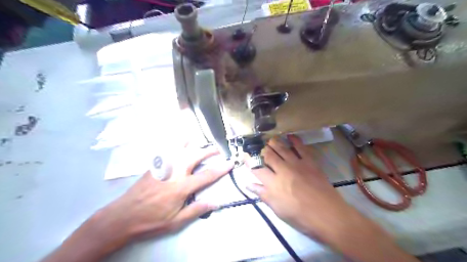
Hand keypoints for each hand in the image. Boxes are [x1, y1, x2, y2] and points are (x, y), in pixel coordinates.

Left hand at [97, 145, 233, 247]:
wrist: (123, 216)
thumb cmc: (152, 220)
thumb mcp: (176, 221)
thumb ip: (196, 210)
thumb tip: (215, 203)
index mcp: (182, 187)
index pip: (207, 175)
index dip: (221, 169)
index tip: (230, 163)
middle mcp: (175, 172)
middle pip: (195, 156)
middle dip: (209, 151)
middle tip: (217, 149)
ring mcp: (163, 167)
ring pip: (180, 149)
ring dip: (191, 143)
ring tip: (198, 139)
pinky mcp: (154, 166)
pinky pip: (167, 151)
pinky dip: (174, 144)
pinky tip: (177, 141)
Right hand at [246, 135, 417, 261]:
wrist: (328, 215)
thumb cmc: (300, 216)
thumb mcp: (278, 209)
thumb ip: (263, 194)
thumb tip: (249, 184)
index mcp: (273, 183)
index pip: (256, 168)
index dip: (249, 161)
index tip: (244, 155)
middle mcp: (282, 170)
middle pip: (268, 155)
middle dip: (261, 149)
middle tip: (257, 146)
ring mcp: (297, 164)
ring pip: (282, 148)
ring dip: (274, 142)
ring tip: (269, 139)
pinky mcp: (309, 162)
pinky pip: (301, 147)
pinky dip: (295, 140)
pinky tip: (290, 135)